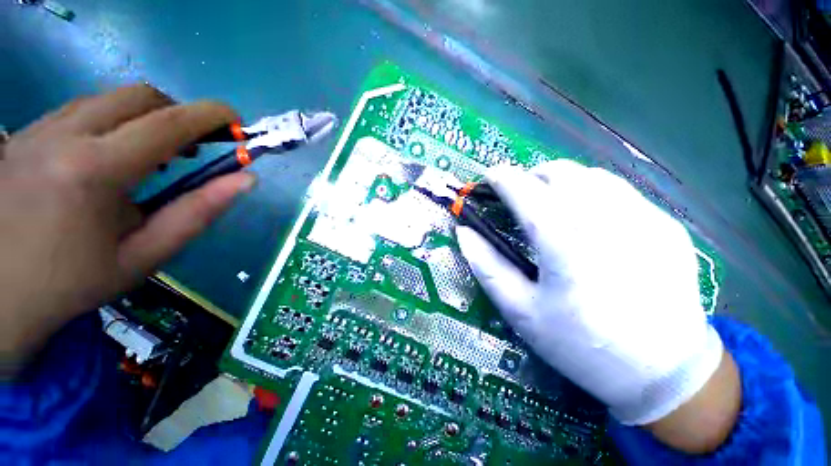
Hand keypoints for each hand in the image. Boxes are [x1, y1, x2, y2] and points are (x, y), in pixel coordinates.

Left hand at [0, 85, 254, 374]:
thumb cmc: (76, 281)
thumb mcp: (148, 254)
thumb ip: (200, 211)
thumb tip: (247, 179)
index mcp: (95, 170)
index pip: (167, 122)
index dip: (209, 115)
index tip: (235, 121)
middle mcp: (63, 135)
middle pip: (138, 97)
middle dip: (178, 113)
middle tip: (193, 146)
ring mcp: (38, 130)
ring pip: (109, 99)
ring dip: (146, 118)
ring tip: (155, 154)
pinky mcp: (25, 134)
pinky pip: (82, 109)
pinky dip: (114, 122)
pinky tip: (113, 154)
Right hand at [457, 160, 738, 452]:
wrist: (662, 371)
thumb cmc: (580, 345)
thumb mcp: (520, 311)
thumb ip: (486, 266)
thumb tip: (464, 232)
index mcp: (565, 245)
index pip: (526, 192)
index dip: (502, 179)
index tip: (489, 177)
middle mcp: (607, 221)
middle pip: (560, 173)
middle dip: (530, 177)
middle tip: (519, 196)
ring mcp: (645, 219)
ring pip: (590, 175)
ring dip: (560, 182)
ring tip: (550, 204)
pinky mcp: (665, 225)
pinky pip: (619, 191)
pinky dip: (591, 193)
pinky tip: (588, 220)